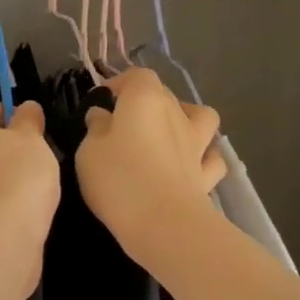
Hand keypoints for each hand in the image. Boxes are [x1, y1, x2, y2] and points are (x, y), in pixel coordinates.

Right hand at [75, 67, 226, 257]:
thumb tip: (102, 116)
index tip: (102, 102)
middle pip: (165, 94)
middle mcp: (176, 113)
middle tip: (124, 123)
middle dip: (146, 101)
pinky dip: (203, 157)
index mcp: (145, 99)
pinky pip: (211, 157)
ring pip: (202, 118)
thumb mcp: (88, 151)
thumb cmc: (119, 179)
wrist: (164, 223)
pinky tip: (190, 166)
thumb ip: (96, 128)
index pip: (137, 76)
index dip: (120, 84)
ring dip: (188, 120)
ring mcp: (197, 144)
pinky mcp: (207, 174)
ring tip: (169, 134)